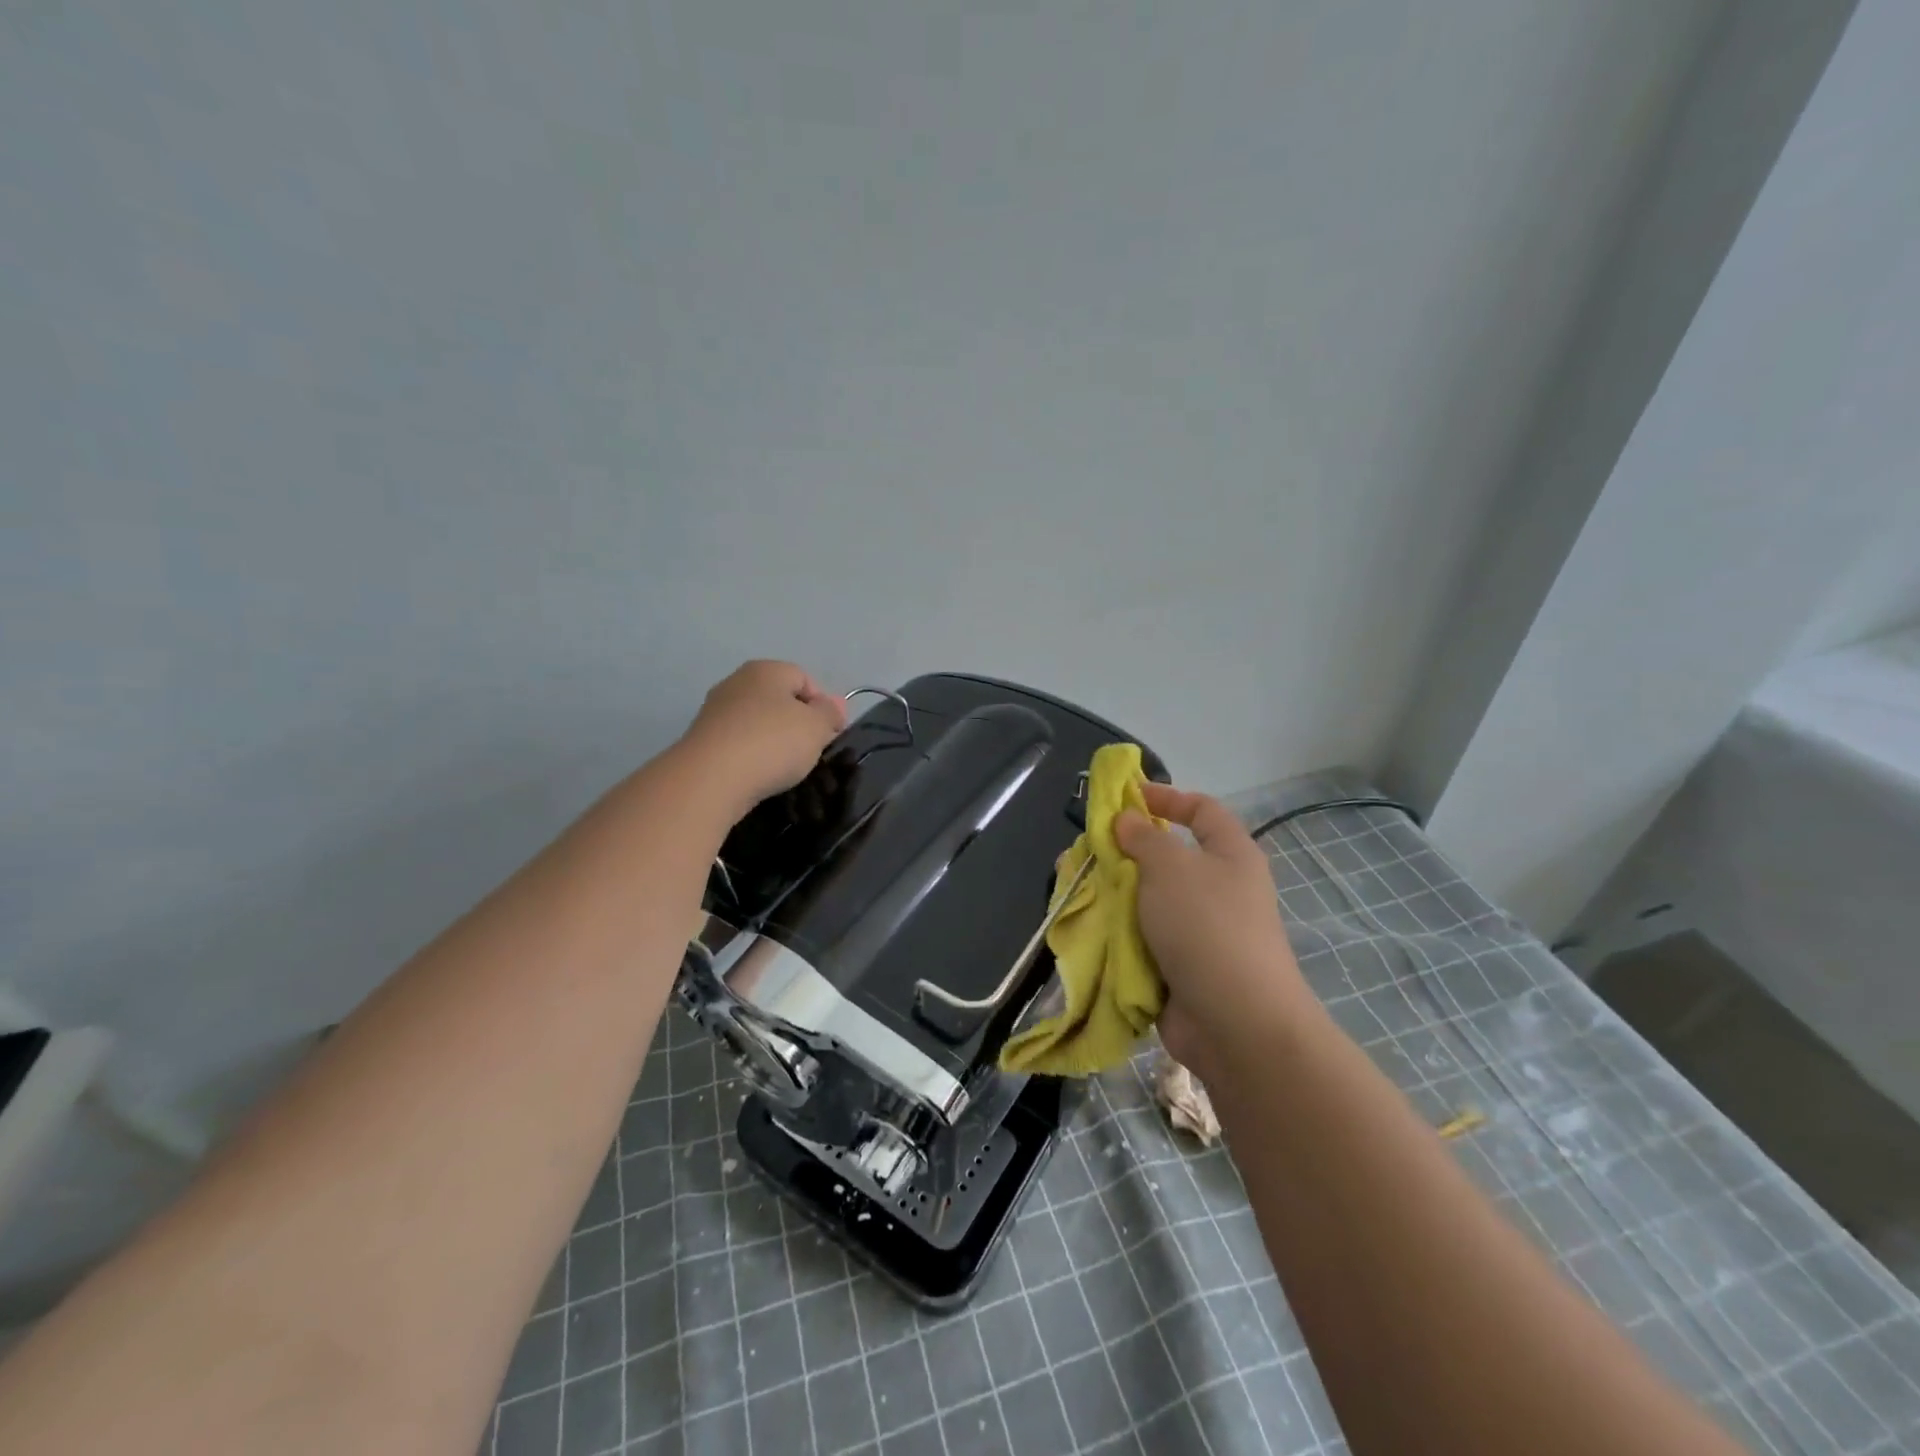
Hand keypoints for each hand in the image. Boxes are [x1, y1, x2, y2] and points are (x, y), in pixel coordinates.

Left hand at [678, 661, 847, 816]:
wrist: (711, 778)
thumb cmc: (772, 743)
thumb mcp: (816, 727)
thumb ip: (829, 713)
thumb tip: (834, 703)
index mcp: (766, 670)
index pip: (804, 679)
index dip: (823, 705)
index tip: (831, 735)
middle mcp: (737, 682)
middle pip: (779, 700)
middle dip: (798, 724)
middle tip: (812, 751)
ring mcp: (716, 711)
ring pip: (758, 722)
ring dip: (774, 741)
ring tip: (786, 768)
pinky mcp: (702, 740)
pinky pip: (739, 743)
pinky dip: (752, 756)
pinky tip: (759, 775)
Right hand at [1114, 784, 1310, 1072]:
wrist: (1235, 1022)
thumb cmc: (1206, 927)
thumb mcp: (1170, 867)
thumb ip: (1143, 838)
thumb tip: (1127, 820)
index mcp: (1230, 855)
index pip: (1201, 810)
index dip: (1166, 797)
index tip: (1126, 798)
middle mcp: (1220, 889)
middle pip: (1169, 858)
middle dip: (1126, 853)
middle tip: (1088, 851)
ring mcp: (1201, 931)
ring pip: (1150, 901)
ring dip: (1116, 896)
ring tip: (1077, 891)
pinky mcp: (1182, 967)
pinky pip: (1144, 939)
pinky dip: (1119, 933)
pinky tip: (1088, 928)